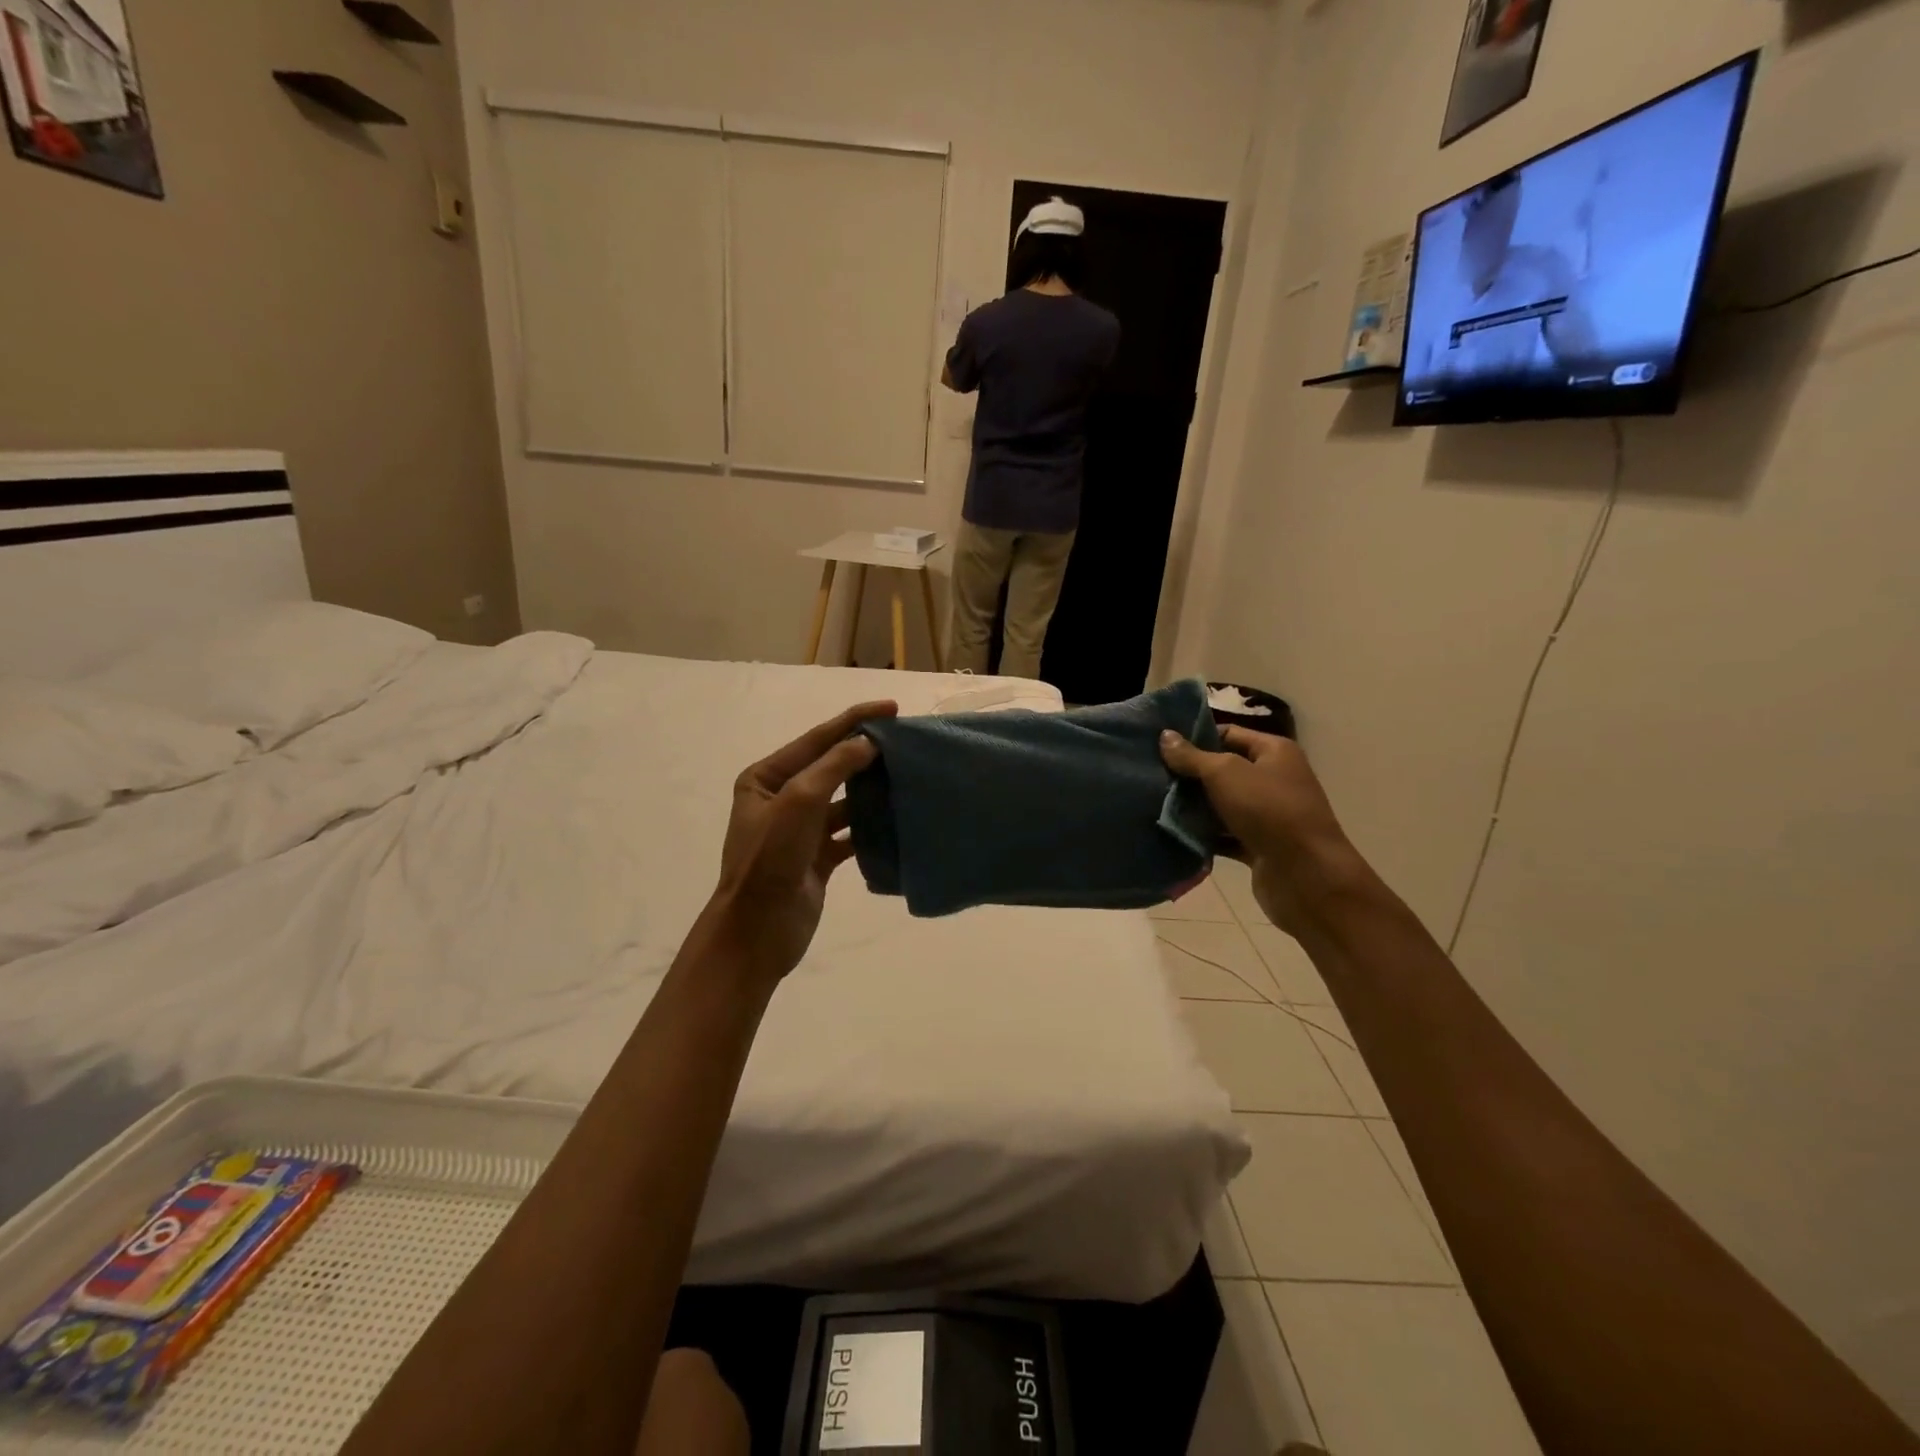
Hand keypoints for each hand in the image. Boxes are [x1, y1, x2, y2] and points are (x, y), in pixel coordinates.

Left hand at [705, 701, 897, 985]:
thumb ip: (835, 765)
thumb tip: (868, 742)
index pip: (816, 739)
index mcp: (766, 778)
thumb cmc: (771, 857)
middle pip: (831, 767)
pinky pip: (850, 832)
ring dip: (870, 789)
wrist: (758, 929)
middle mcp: (782, 799)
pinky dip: (870, 825)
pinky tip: (896, 818)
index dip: (854, 720)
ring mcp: (800, 830)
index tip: (892, 709)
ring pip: (843, 800)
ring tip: (906, 776)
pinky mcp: (818, 857)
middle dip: (865, 753)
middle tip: (905, 742)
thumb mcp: (799, 801)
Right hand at [1160, 726, 1373, 939]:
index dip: (1196, 738)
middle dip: (1189, 775)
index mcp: (1274, 752)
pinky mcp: (1259, 846)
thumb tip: (1165, 735)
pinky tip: (1173, 834)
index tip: (1160, 746)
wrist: (1306, 875)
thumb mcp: (1225, 773)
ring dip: (1194, 807)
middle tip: (1151, 776)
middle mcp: (1274, 779)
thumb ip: (1192, 756)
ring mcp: (1268, 815)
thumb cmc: (1269, 810)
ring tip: (1154, 804)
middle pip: (1223, 770)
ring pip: (1222, 805)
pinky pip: (1225, 835)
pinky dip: (1204, 836)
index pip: (1228, 734)